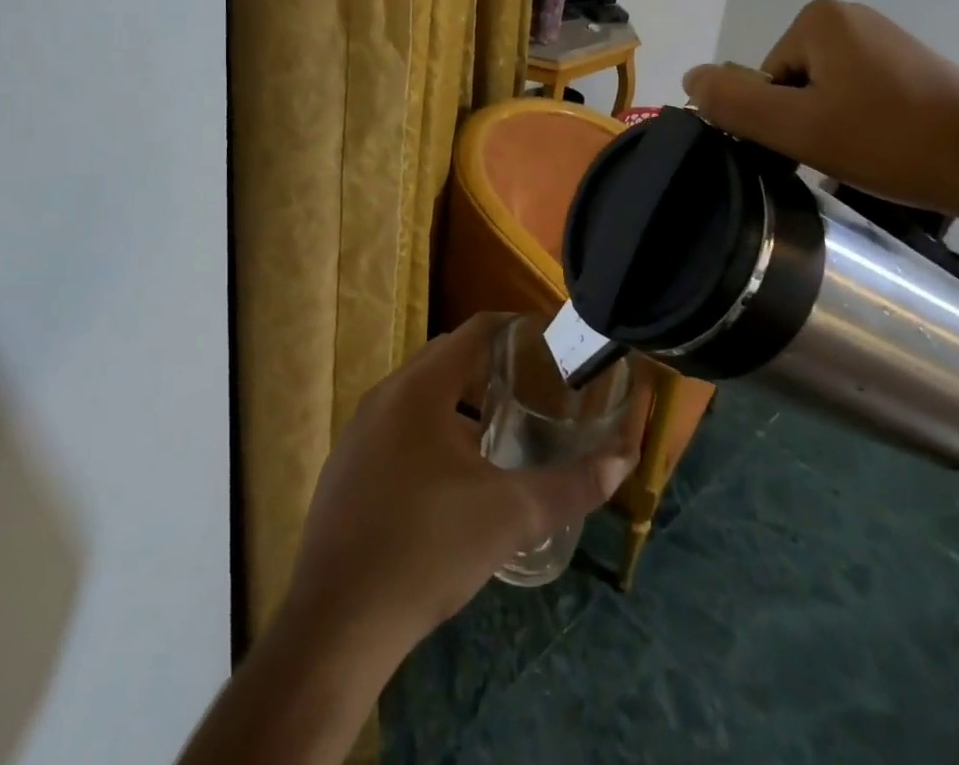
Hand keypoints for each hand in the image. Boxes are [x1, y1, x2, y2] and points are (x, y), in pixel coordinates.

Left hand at [278, 312, 645, 660]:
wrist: (335, 628)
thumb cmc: (426, 552)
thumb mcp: (510, 517)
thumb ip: (571, 486)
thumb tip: (623, 462)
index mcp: (419, 388)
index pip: (475, 330)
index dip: (516, 330)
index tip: (551, 346)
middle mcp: (384, 396)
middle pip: (448, 358)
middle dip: (493, 367)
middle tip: (536, 389)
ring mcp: (358, 432)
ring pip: (421, 396)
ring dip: (461, 402)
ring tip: (502, 430)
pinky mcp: (346, 468)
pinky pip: (398, 427)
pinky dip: (432, 430)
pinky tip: (454, 477)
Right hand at [683, 0, 958, 227]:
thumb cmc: (889, 140)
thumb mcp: (797, 127)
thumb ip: (735, 102)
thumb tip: (690, 77)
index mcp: (818, 19)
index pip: (764, 78)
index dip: (779, 120)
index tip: (814, 146)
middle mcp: (850, 16)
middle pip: (792, 82)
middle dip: (806, 121)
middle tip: (841, 154)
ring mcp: (884, 38)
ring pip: (825, 92)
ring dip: (834, 126)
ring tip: (867, 155)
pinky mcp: (910, 63)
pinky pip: (859, 93)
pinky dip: (863, 123)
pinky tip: (887, 147)